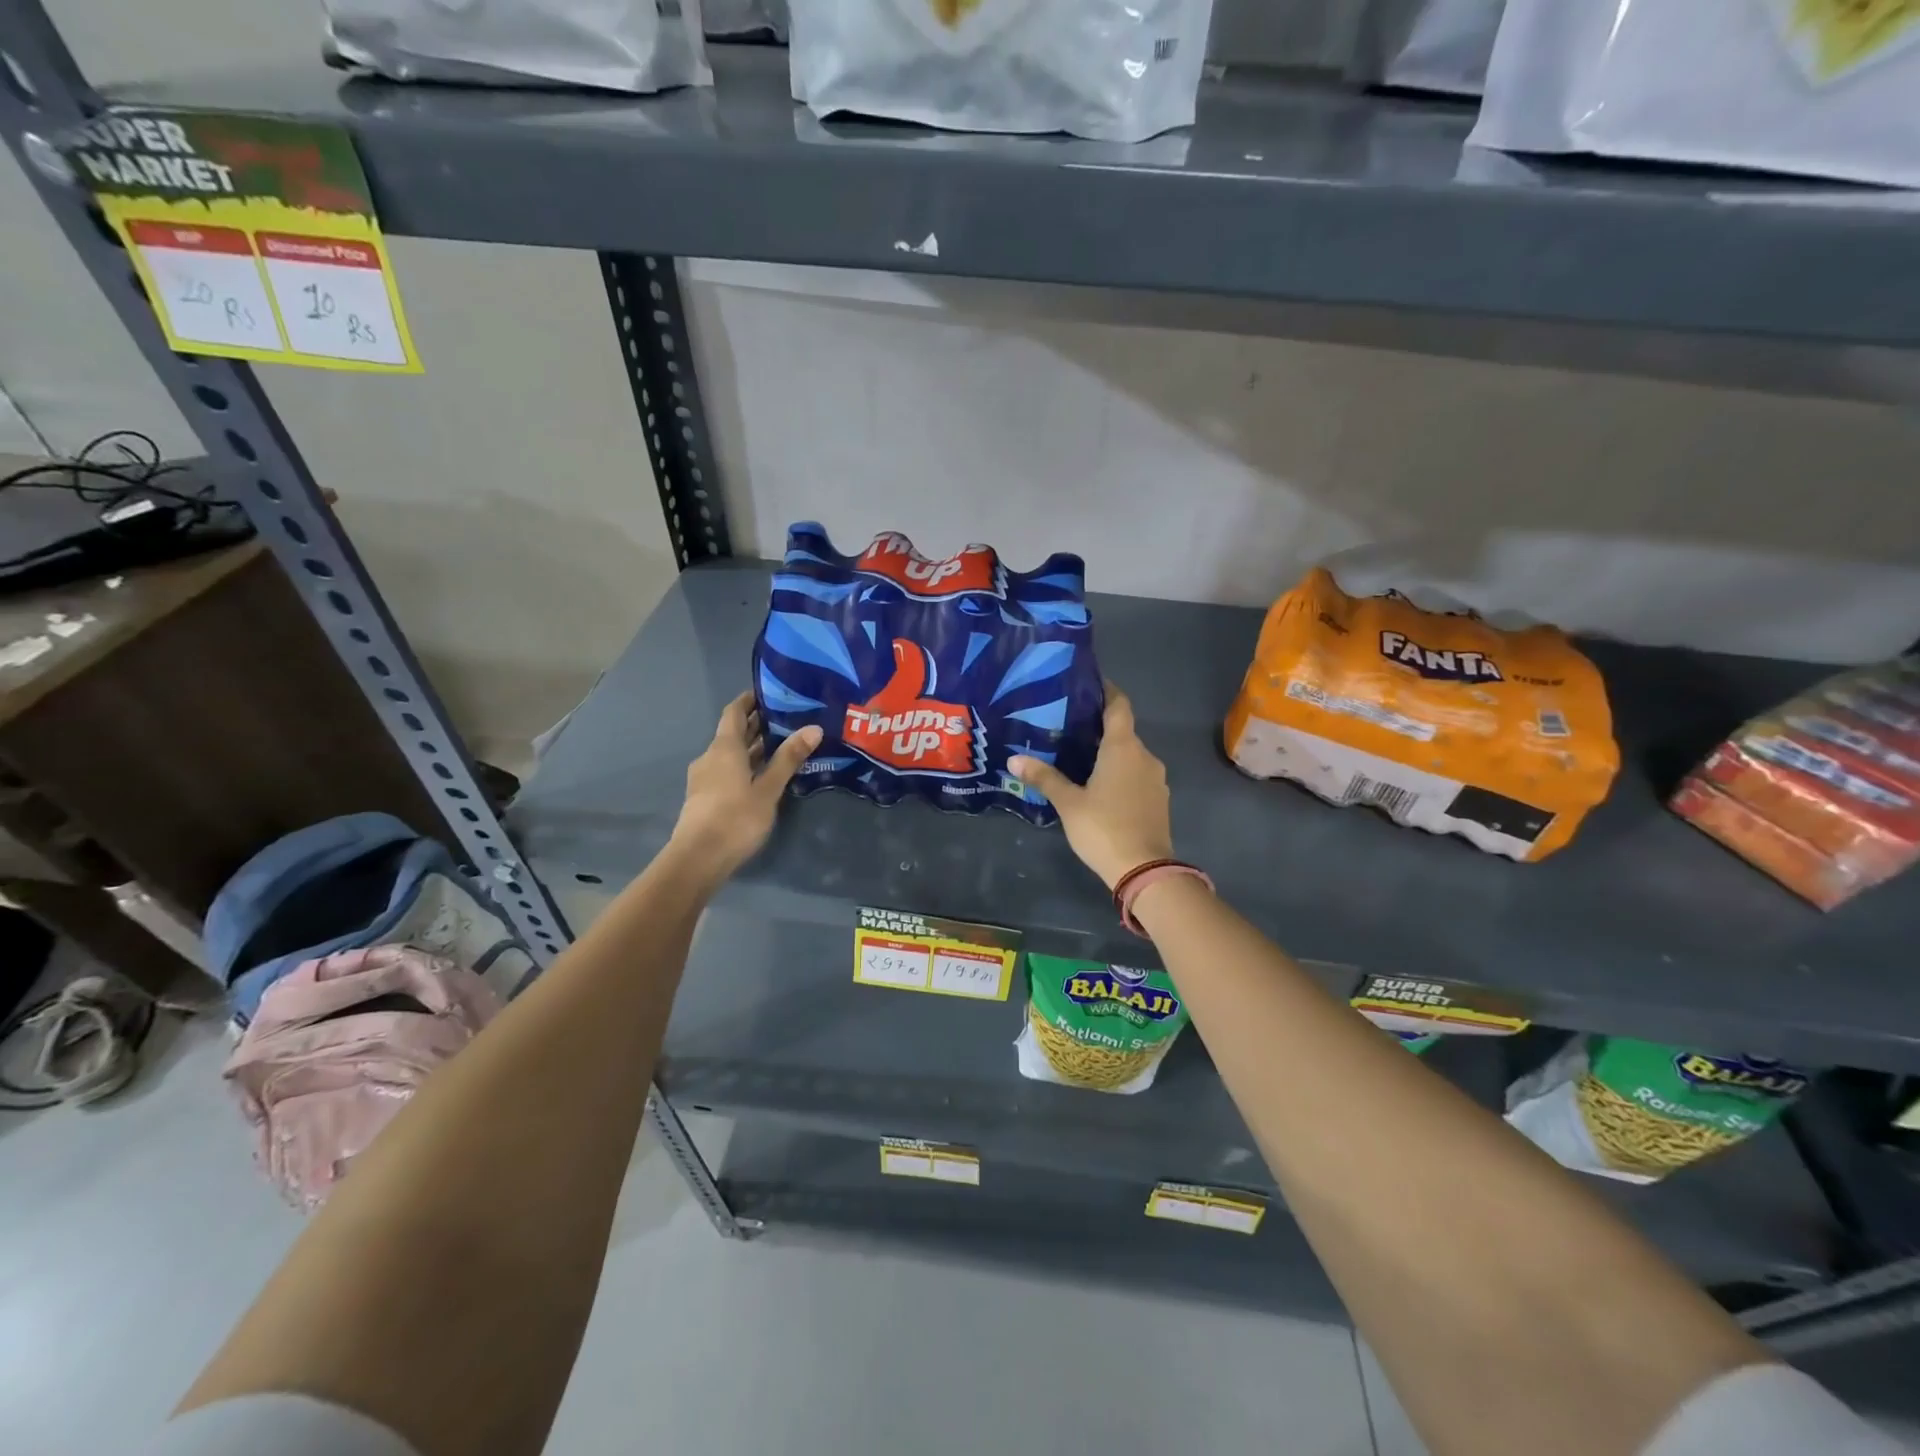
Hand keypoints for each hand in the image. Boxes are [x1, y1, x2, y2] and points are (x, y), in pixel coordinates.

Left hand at [670, 692, 821, 880]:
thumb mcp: (769, 789)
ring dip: (753, 747)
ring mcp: (705, 778)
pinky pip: (728, 770)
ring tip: (783, 745)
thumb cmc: (735, 818)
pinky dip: (747, 765)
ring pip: (732, 754)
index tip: (771, 692)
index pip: (735, 712)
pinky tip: (766, 775)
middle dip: (757, 724)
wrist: (697, 859)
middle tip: (788, 718)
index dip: (750, 700)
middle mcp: (711, 756)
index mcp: (724, 748)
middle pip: (734, 732)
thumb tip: (813, 728)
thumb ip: (789, 759)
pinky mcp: (706, 797)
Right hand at [1009, 684, 1171, 889]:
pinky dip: (1119, 773)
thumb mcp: (1068, 802)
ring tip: (1078, 757)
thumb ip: (1044, 777)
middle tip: (1067, 727)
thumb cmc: (1103, 827)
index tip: (1087, 684)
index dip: (1106, 691)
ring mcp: (1155, 779)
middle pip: (1122, 731)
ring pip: (1129, 756)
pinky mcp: (1158, 800)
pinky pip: (1136, 775)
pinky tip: (1098, 786)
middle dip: (1098, 727)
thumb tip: (1013, 759)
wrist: (1144, 870)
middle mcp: (1144, 756)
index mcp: (1123, 748)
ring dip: (1108, 754)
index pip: (1119, 706)